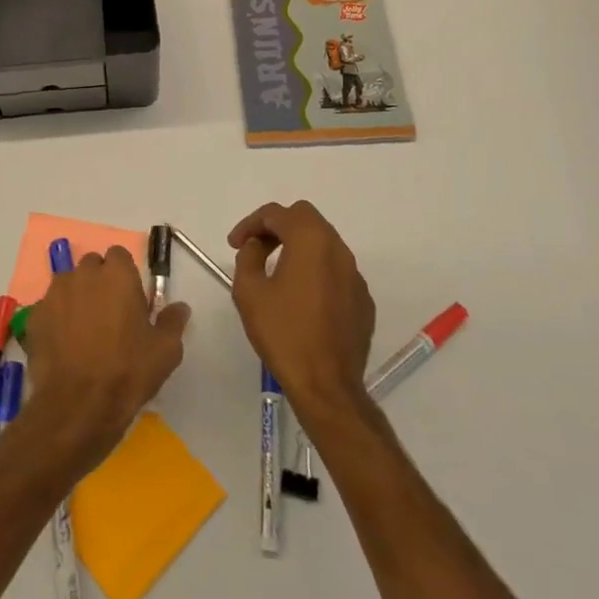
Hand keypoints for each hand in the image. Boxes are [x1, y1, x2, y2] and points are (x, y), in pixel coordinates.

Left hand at [23, 247, 190, 473]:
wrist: (77, 406)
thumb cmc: (127, 372)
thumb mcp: (166, 350)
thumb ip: (173, 321)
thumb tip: (180, 307)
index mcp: (117, 275)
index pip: (119, 255)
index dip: (124, 274)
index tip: (130, 299)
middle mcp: (83, 275)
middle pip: (91, 266)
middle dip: (99, 282)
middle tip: (109, 314)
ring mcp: (54, 294)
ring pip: (68, 285)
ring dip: (76, 298)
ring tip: (84, 331)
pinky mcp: (34, 317)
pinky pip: (49, 308)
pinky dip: (56, 319)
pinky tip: (64, 346)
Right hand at [228, 201, 374, 415]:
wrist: (326, 384)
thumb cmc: (284, 333)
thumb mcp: (249, 292)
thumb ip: (248, 258)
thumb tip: (258, 247)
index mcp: (310, 240)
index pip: (277, 213)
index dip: (250, 224)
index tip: (235, 244)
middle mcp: (338, 249)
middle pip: (305, 218)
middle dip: (277, 227)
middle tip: (256, 248)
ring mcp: (355, 274)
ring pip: (323, 243)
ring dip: (298, 246)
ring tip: (276, 270)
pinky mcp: (362, 299)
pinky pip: (336, 270)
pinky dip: (315, 270)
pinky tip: (301, 297)